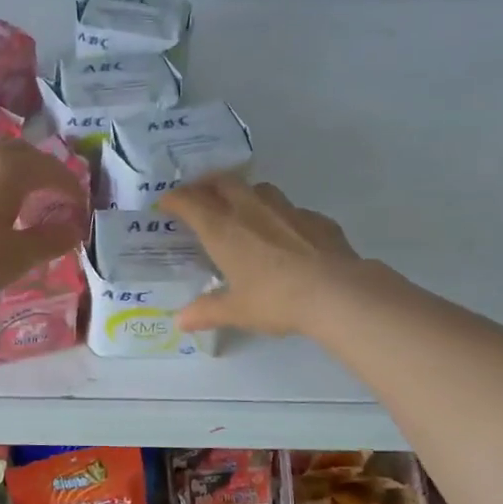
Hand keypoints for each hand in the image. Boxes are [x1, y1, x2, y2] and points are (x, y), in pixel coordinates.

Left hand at [0, 140, 87, 309]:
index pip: (52, 169)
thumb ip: (51, 240)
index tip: (82, 210)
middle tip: (59, 198)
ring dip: (21, 178)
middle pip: (25, 155)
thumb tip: (74, 229)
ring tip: (29, 207)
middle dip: (47, 173)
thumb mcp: (17, 257)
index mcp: (9, 171)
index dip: (72, 188)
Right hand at [158, 174, 360, 335]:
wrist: (336, 292)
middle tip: (200, 196)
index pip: (190, 202)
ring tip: (242, 209)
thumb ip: (207, 311)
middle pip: (223, 182)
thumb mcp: (237, 311)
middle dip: (207, 184)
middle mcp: (250, 210)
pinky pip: (291, 209)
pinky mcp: (316, 218)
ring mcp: (286, 210)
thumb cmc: (275, 299)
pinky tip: (286, 234)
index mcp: (223, 229)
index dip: (175, 199)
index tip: (166, 203)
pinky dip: (280, 216)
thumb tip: (181, 321)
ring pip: (259, 188)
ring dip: (244, 194)